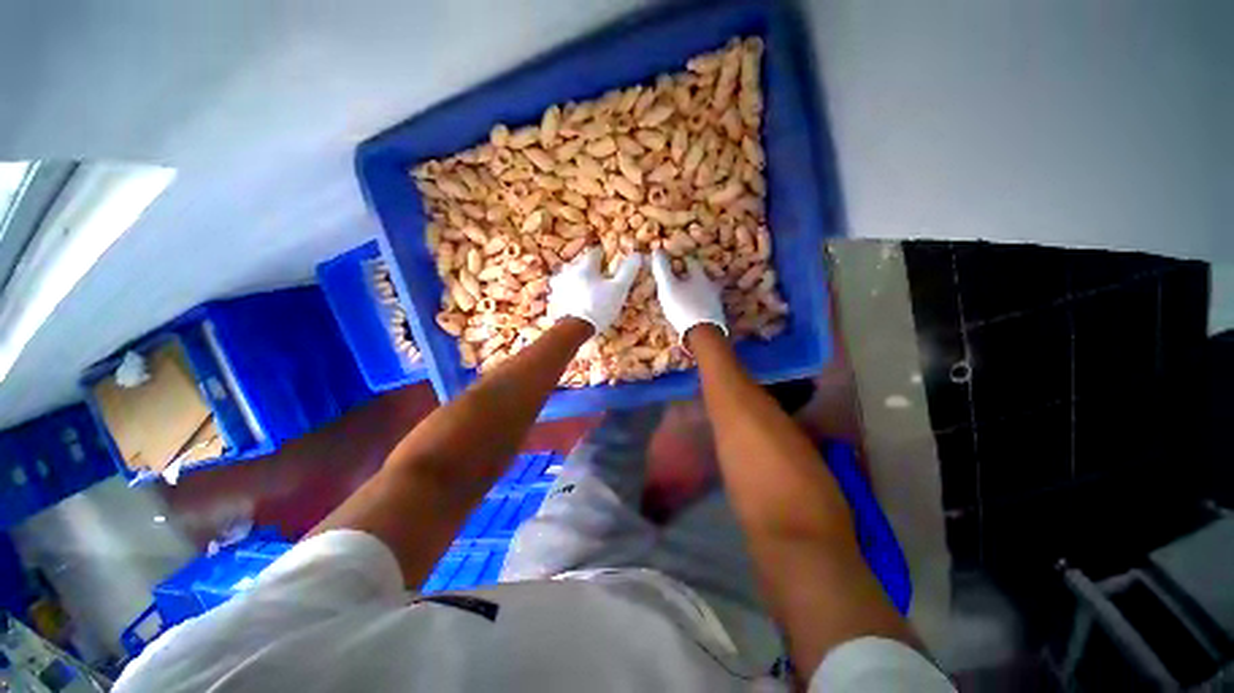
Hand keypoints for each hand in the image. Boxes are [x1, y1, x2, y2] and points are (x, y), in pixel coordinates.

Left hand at [548, 248, 641, 333]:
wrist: (573, 330)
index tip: (612, 263)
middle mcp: (568, 270)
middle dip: (593, 271)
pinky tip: (579, 302)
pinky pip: (565, 291)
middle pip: (583, 265)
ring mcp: (558, 285)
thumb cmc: (598, 307)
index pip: (596, 252)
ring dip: (580, 282)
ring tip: (591, 293)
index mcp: (585, 265)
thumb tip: (637, 255)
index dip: (606, 256)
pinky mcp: (554, 299)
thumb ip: (628, 271)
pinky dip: (572, 294)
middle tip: (603, 281)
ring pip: (572, 278)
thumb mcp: (619, 289)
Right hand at [650, 250, 726, 341]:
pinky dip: (700, 305)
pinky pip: (707, 306)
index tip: (674, 260)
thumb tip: (657, 250)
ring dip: (697, 291)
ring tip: (687, 294)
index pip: (692, 262)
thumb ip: (662, 269)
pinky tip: (694, 310)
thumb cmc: (683, 307)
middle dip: (692, 276)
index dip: (682, 259)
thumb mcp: (668, 286)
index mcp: (700, 276)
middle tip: (682, 278)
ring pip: (706, 292)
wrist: (703, 334)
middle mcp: (711, 287)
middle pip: (702, 277)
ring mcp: (715, 303)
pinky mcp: (716, 317)